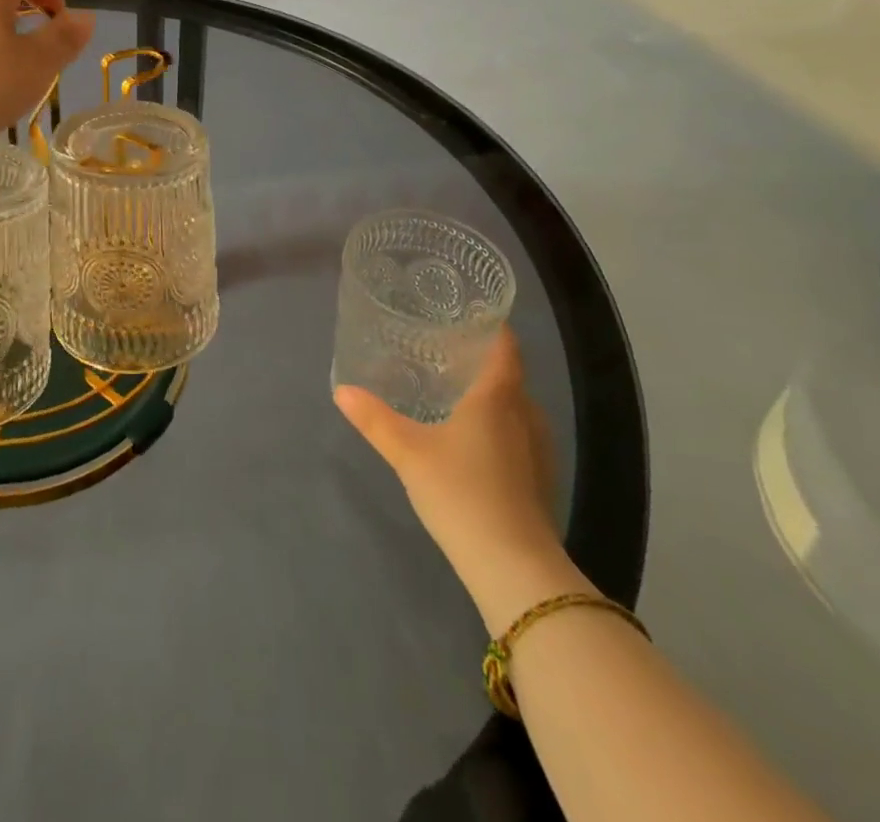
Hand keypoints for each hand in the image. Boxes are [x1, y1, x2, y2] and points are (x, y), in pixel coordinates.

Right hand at [336, 329, 584, 630]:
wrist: (514, 567)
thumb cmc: (461, 492)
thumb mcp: (408, 452)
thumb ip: (374, 419)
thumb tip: (342, 390)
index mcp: (497, 396)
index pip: (505, 345)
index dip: (491, 325)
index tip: (466, 313)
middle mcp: (524, 414)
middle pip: (508, 374)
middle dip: (480, 359)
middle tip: (442, 350)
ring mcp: (538, 448)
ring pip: (514, 405)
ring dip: (488, 394)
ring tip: (451, 389)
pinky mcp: (538, 478)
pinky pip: (518, 432)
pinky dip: (496, 423)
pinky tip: (470, 436)